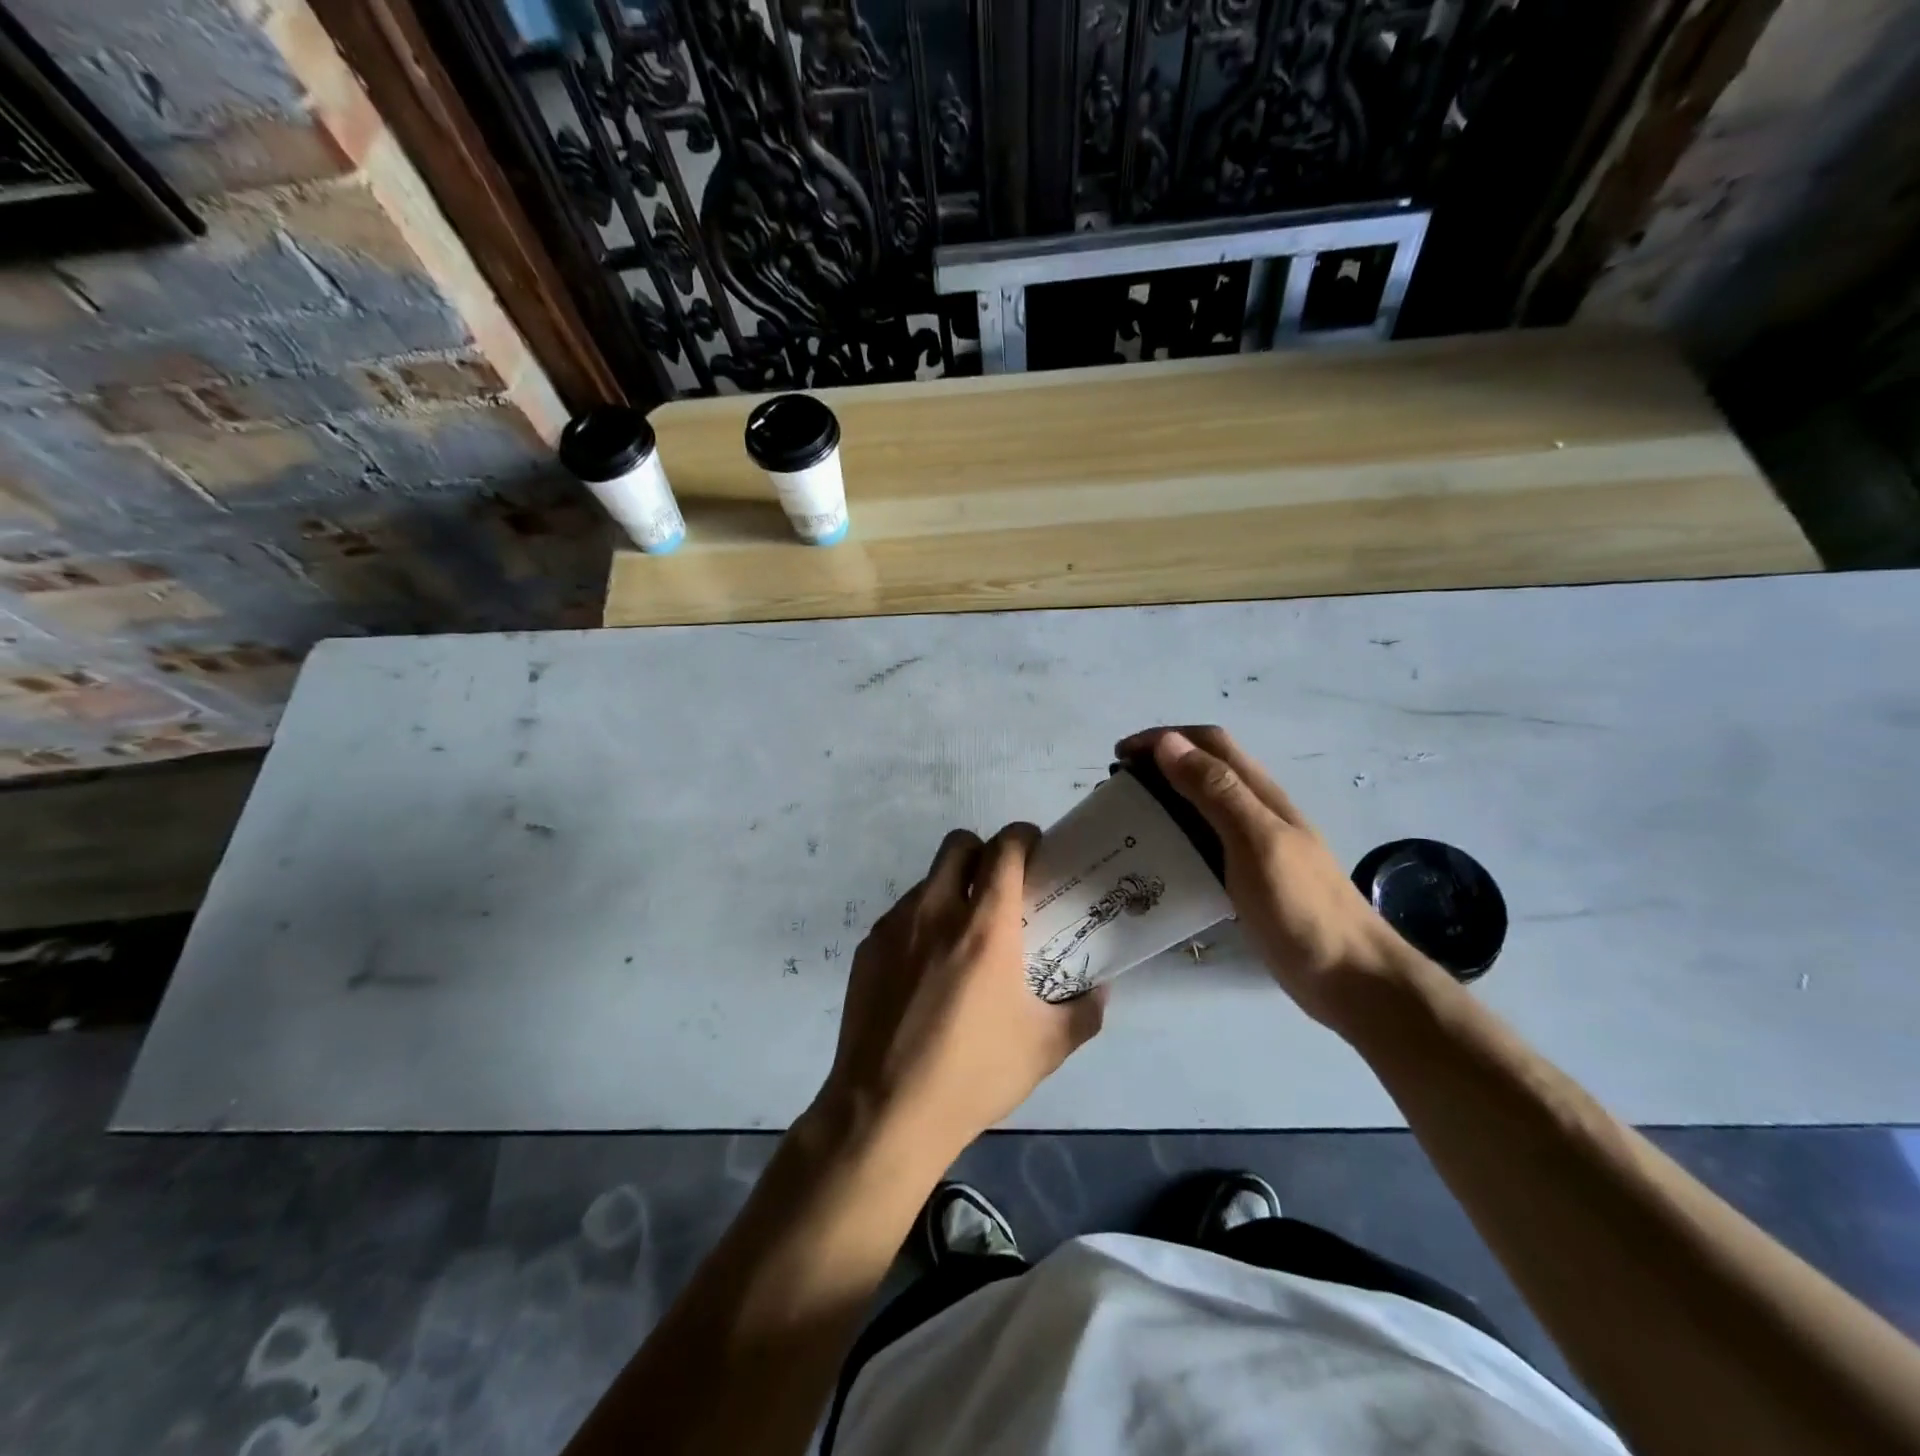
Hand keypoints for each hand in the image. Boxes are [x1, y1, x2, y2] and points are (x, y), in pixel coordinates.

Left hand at [816, 824, 1104, 1161]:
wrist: (885, 1112)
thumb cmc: (973, 1074)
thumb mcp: (1045, 1048)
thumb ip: (1083, 1013)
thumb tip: (1100, 991)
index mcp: (984, 926)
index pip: (1004, 848)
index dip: (1023, 837)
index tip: (1035, 850)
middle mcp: (936, 911)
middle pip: (958, 844)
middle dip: (983, 852)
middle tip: (999, 887)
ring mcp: (894, 927)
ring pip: (927, 881)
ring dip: (951, 890)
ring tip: (961, 939)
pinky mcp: (866, 948)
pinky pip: (900, 916)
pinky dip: (920, 924)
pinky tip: (925, 971)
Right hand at [1117, 726, 1429, 1024]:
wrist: (1350, 977)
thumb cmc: (1302, 907)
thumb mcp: (1256, 841)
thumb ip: (1216, 791)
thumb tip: (1168, 743)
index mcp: (1260, 794)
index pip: (1209, 743)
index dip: (1164, 738)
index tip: (1119, 755)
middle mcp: (1256, 811)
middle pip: (1205, 769)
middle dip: (1159, 764)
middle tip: (1118, 789)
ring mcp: (1255, 846)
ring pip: (1203, 806)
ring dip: (1165, 799)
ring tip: (1129, 820)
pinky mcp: (1248, 878)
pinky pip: (1205, 843)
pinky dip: (1176, 837)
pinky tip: (1159, 860)